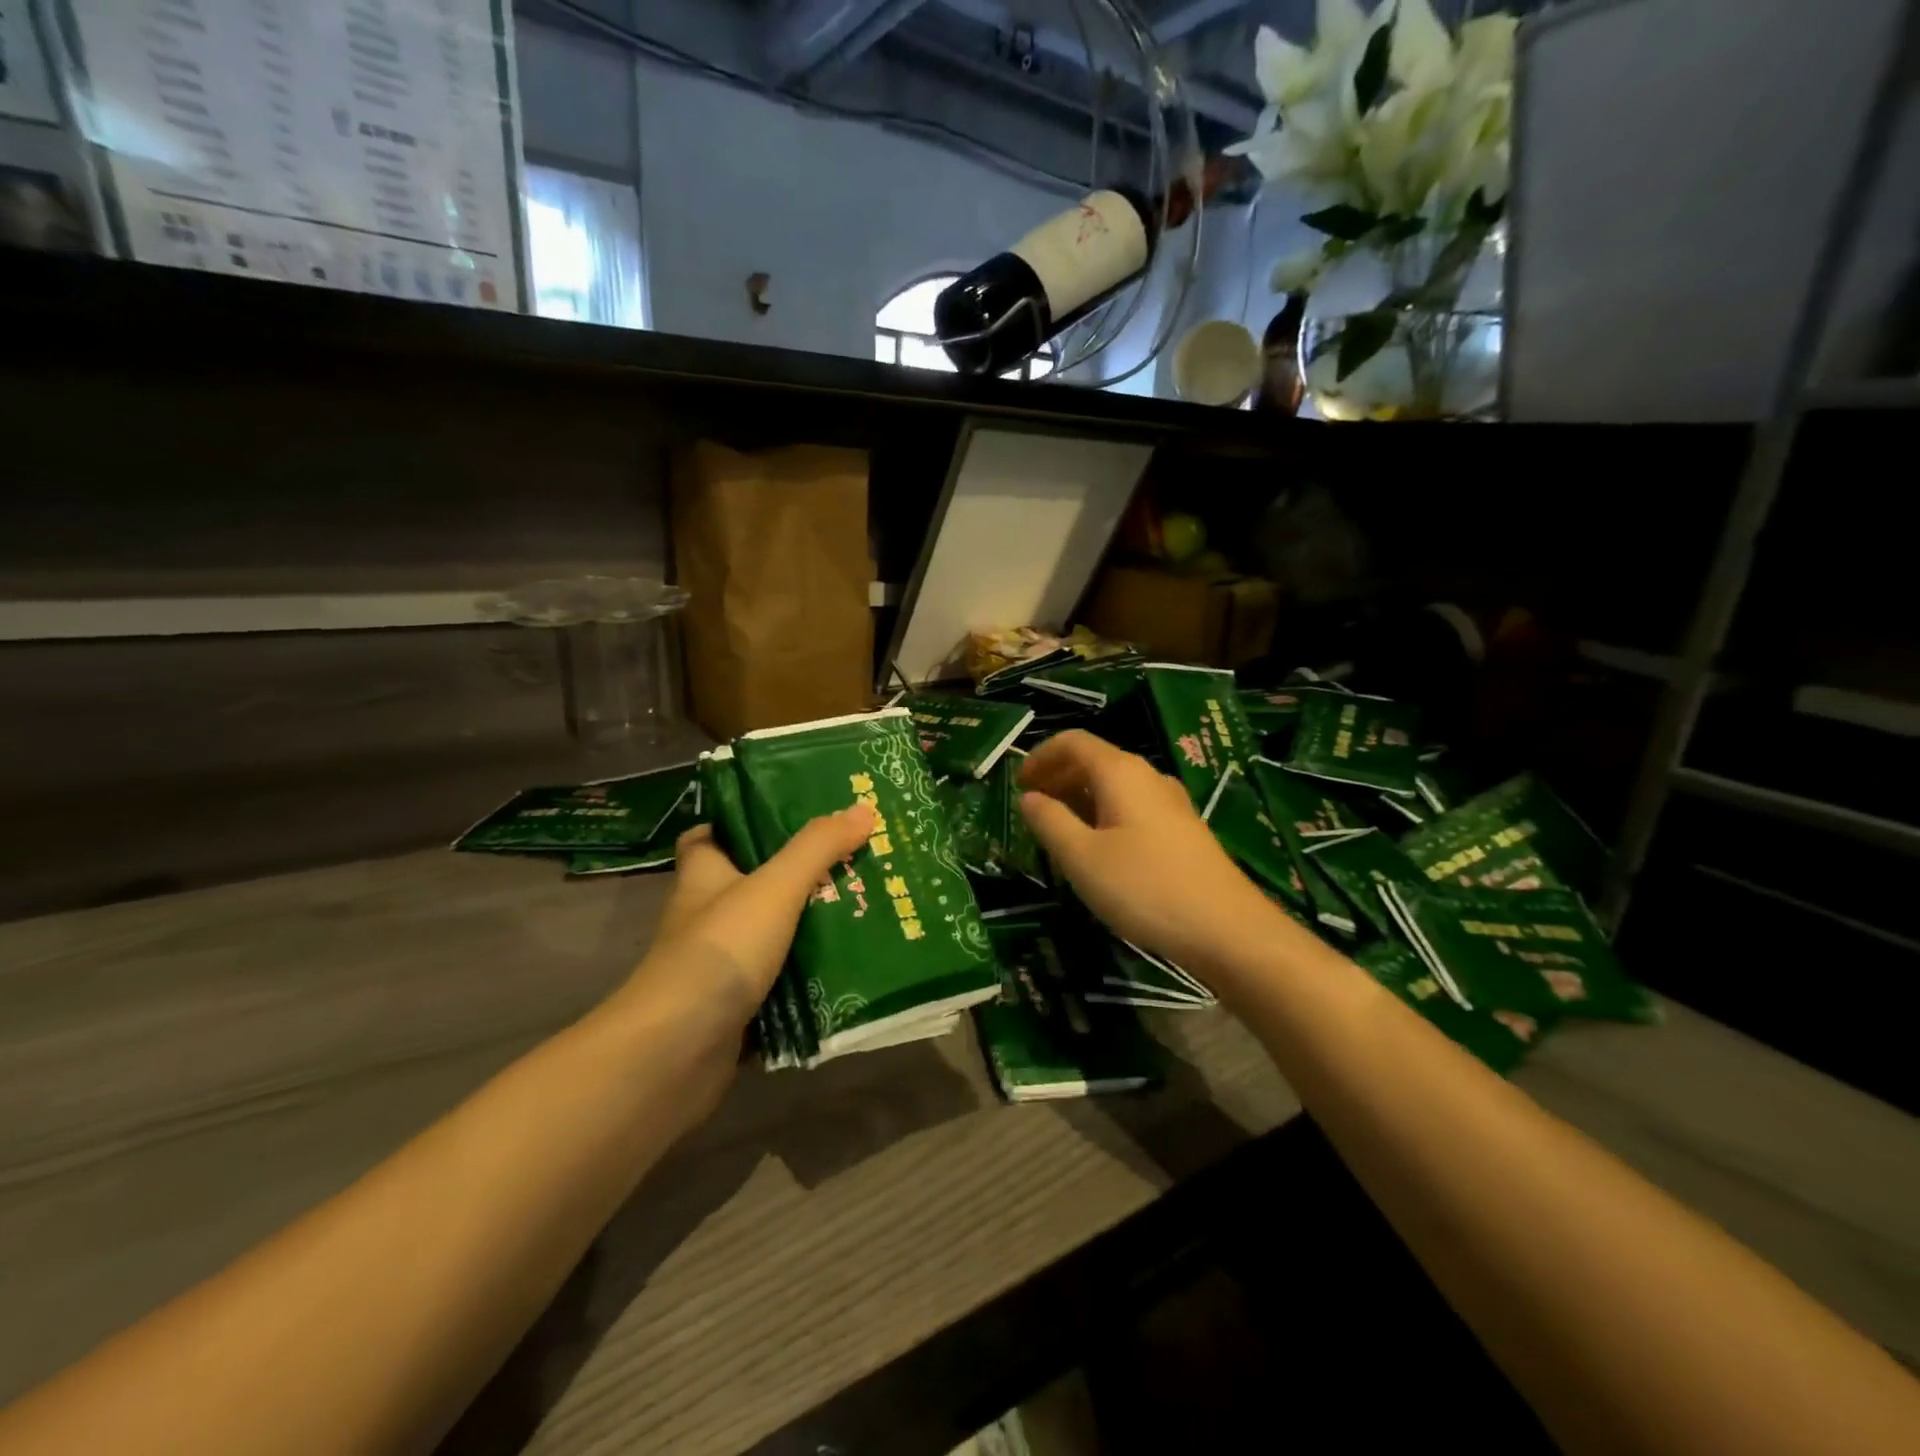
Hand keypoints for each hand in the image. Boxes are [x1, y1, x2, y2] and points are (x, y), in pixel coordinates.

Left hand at [596, 805, 873, 1109]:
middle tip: (852, 859)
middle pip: (753, 884)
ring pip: (771, 934)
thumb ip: (818, 848)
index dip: (740, 821)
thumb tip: (862, 808)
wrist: (675, 1053)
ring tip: (864, 907)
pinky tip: (849, 966)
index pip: (709, 836)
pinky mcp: (735, 1006)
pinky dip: (807, 977)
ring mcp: (720, 965)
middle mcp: (707, 916)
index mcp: (704, 876)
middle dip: (798, 874)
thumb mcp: (774, 887)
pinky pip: (779, 981)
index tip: (787, 814)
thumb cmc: (719, 951)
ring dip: (809, 926)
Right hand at [1018, 731, 1271, 970]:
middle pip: (1095, 760)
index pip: (1073, 742)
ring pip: (1115, 786)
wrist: (1227, 929)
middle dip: (1058, 777)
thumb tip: (1030, 798)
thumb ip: (1050, 822)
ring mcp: (1171, 803)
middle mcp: (1149, 777)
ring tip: (1058, 830)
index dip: (1040, 756)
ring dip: (1080, 798)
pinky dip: (1104, 814)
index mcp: (1121, 772)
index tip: (1017, 784)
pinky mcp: (1183, 830)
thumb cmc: (1145, 888)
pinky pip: (1133, 807)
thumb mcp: (1082, 857)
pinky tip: (1099, 849)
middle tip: (1032, 807)